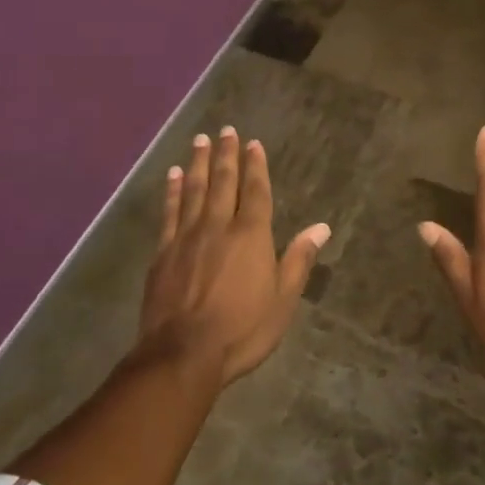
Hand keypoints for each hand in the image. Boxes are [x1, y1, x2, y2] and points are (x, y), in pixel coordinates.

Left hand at [138, 126, 329, 386]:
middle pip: (223, 181)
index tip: (253, 143)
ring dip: (198, 163)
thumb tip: (321, 227)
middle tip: (225, 130)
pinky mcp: (163, 251)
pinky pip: (169, 211)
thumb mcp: (282, 300)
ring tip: (200, 140)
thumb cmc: (241, 330)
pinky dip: (171, 190)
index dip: (256, 165)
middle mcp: (219, 225)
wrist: (182, 354)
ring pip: (194, 189)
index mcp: (251, 235)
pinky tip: (172, 175)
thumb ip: (298, 260)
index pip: (255, 190)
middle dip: (226, 154)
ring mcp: (187, 236)